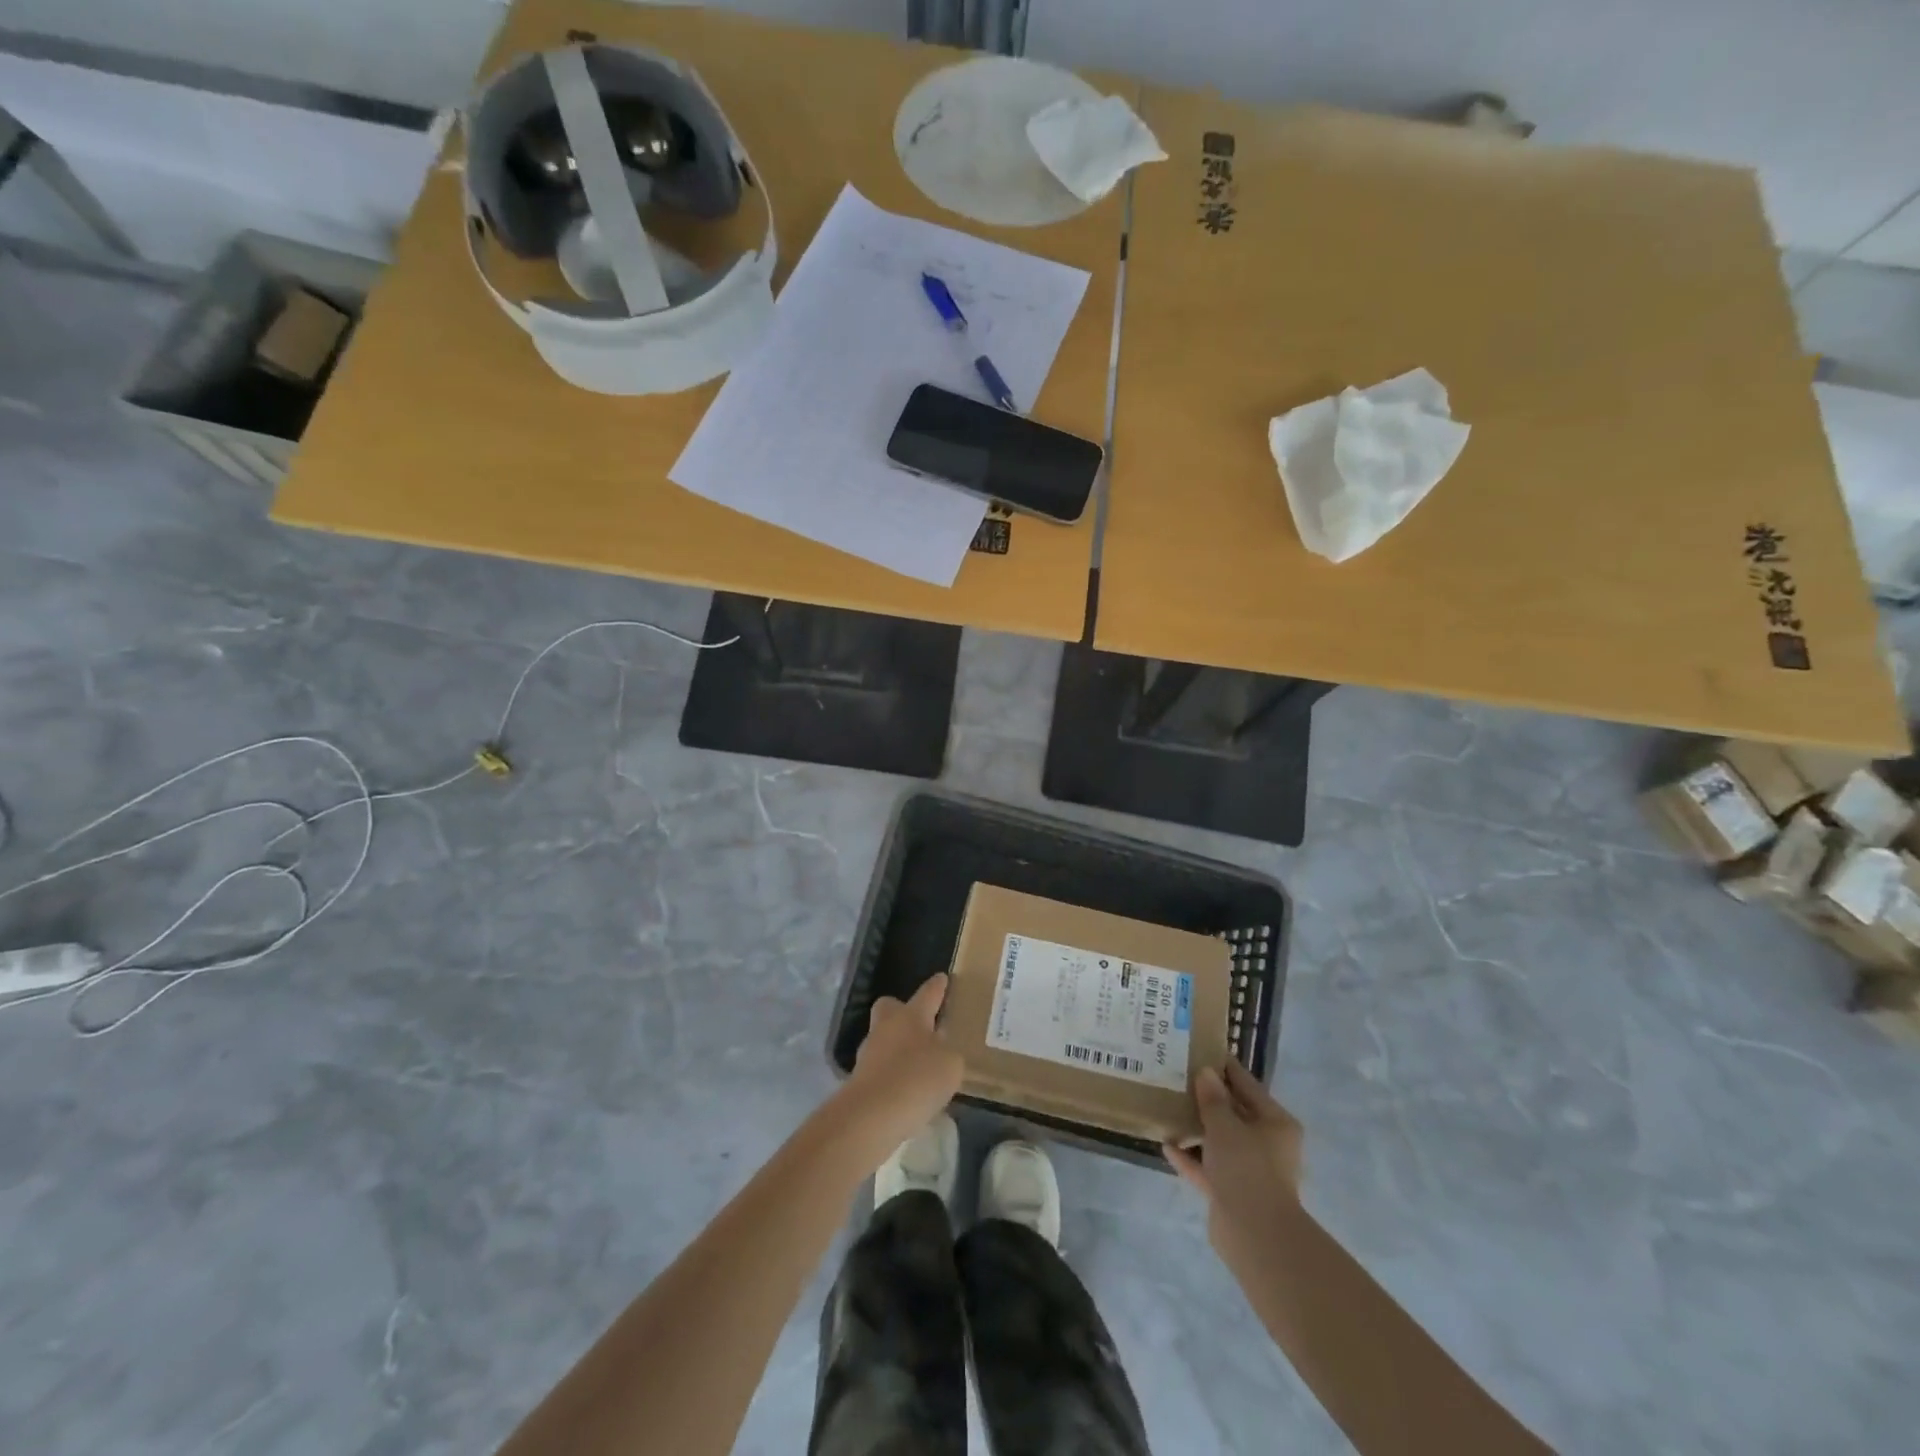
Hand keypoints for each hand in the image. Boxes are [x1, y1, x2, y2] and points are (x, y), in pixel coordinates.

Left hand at [839, 975, 964, 1158]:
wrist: (871, 1115)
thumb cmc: (917, 1079)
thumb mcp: (951, 1065)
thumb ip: (949, 1054)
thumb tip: (941, 1052)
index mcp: (911, 1015)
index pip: (928, 993)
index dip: (937, 986)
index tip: (941, 977)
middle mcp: (887, 1027)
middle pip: (890, 1007)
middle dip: (902, 1011)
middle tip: (920, 1025)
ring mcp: (869, 1053)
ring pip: (884, 1039)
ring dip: (898, 1049)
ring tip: (919, 1068)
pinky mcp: (859, 1080)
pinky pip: (881, 1069)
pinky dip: (892, 1076)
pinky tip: (908, 1092)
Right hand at [1165, 1061, 1303, 1250]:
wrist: (1255, 1235)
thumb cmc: (1247, 1168)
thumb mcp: (1225, 1125)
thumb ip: (1212, 1098)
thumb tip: (1205, 1073)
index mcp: (1275, 1123)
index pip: (1247, 1084)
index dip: (1224, 1067)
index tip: (1200, 1050)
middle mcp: (1266, 1143)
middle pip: (1233, 1112)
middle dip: (1207, 1097)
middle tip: (1178, 1076)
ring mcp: (1249, 1169)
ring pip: (1219, 1140)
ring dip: (1197, 1127)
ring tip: (1168, 1107)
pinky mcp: (1232, 1191)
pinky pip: (1208, 1166)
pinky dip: (1190, 1157)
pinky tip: (1167, 1145)